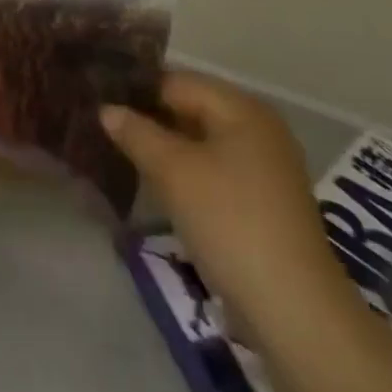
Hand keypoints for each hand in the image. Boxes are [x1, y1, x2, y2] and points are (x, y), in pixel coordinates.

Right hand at [102, 71, 359, 338]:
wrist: (293, 309)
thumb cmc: (229, 221)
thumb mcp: (172, 171)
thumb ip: (136, 132)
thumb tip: (106, 109)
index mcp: (242, 108)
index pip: (175, 81)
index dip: (136, 90)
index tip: (98, 101)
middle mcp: (259, 128)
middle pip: (190, 108)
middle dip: (149, 118)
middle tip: (104, 127)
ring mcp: (265, 166)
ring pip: (200, 141)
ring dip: (164, 147)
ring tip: (121, 153)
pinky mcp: (264, 201)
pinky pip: (214, 169)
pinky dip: (185, 171)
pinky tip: (157, 184)